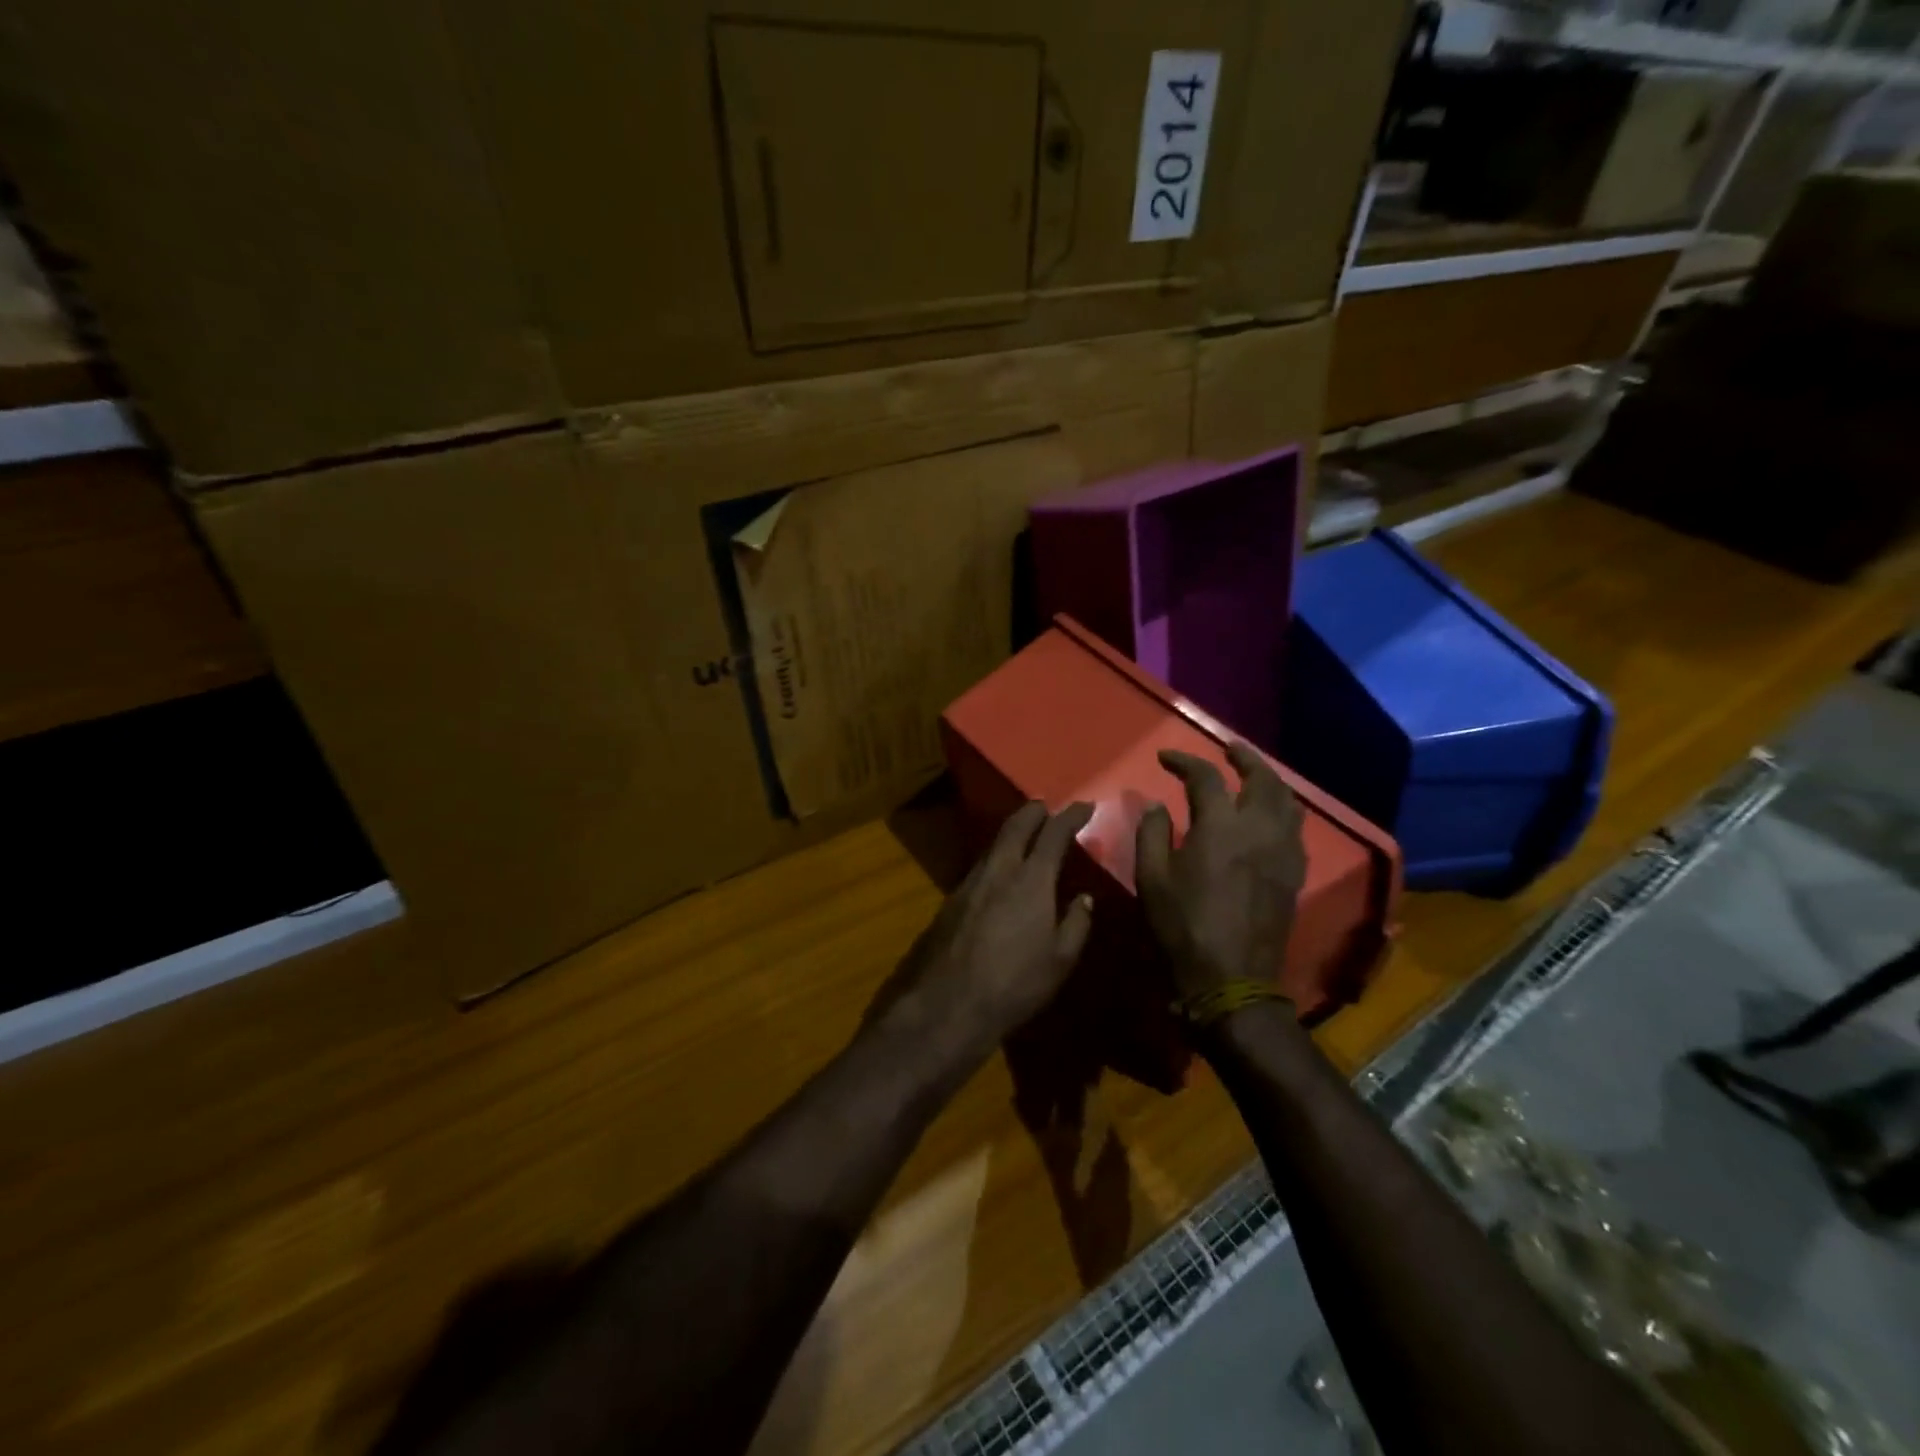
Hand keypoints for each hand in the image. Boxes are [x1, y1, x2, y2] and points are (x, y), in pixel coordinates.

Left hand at [877, 801, 1095, 1068]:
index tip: (1085, 806)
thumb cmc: (1015, 983)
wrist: (948, 1003)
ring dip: (1013, 832)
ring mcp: (970, 882)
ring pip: (995, 844)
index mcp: (1031, 879)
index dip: (1071, 816)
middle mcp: (999, 869)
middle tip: (1047, 806)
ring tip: (1026, 832)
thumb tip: (1083, 899)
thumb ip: (1076, 923)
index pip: (1054, 833)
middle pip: (1016, 826)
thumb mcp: (1060, 960)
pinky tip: (1001, 870)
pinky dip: (997, 855)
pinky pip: (981, 865)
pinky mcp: (952, 899)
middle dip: (1034, 811)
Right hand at [1135, 744, 1306, 1001]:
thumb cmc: (1183, 927)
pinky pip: (1294, 828)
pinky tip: (1268, 817)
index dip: (1184, 761)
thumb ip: (1152, 834)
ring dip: (1269, 780)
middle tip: (1227, 748)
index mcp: (1219, 828)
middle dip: (1244, 757)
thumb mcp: (1151, 879)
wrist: (1232, 978)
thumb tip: (1158, 805)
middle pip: (1262, 778)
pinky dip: (1281, 810)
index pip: (1205, 777)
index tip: (1166, 757)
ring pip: (1287, 800)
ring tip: (1252, 776)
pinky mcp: (1294, 873)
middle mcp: (1259, 830)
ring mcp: (1283, 851)